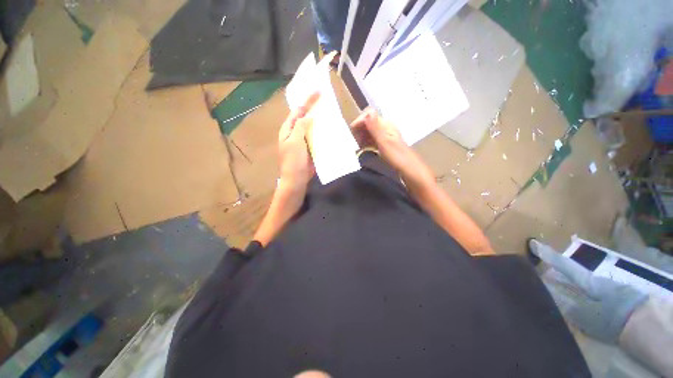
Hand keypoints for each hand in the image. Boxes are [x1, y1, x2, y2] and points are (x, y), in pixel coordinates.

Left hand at [278, 91, 319, 192]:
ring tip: (329, 111)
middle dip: (314, 108)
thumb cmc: (294, 161)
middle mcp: (294, 133)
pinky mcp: (309, 148)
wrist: (297, 180)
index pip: (298, 111)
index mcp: (288, 129)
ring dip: (319, 120)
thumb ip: (301, 126)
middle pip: (304, 117)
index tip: (318, 91)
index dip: (308, 101)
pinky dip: (321, 132)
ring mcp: (302, 141)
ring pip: (311, 127)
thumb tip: (309, 115)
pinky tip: (329, 128)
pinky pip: (316, 137)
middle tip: (325, 99)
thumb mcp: (295, 142)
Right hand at [350, 108, 410, 171]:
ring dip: (361, 137)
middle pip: (367, 122)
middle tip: (354, 141)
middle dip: (359, 129)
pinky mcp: (383, 144)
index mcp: (385, 124)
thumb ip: (375, 127)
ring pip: (368, 131)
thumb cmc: (396, 156)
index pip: (369, 114)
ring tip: (357, 146)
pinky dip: (365, 142)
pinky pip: (371, 139)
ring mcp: (384, 136)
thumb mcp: (384, 141)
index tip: (352, 132)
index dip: (359, 120)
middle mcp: (384, 127)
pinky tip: (362, 149)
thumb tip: (368, 112)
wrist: (408, 168)